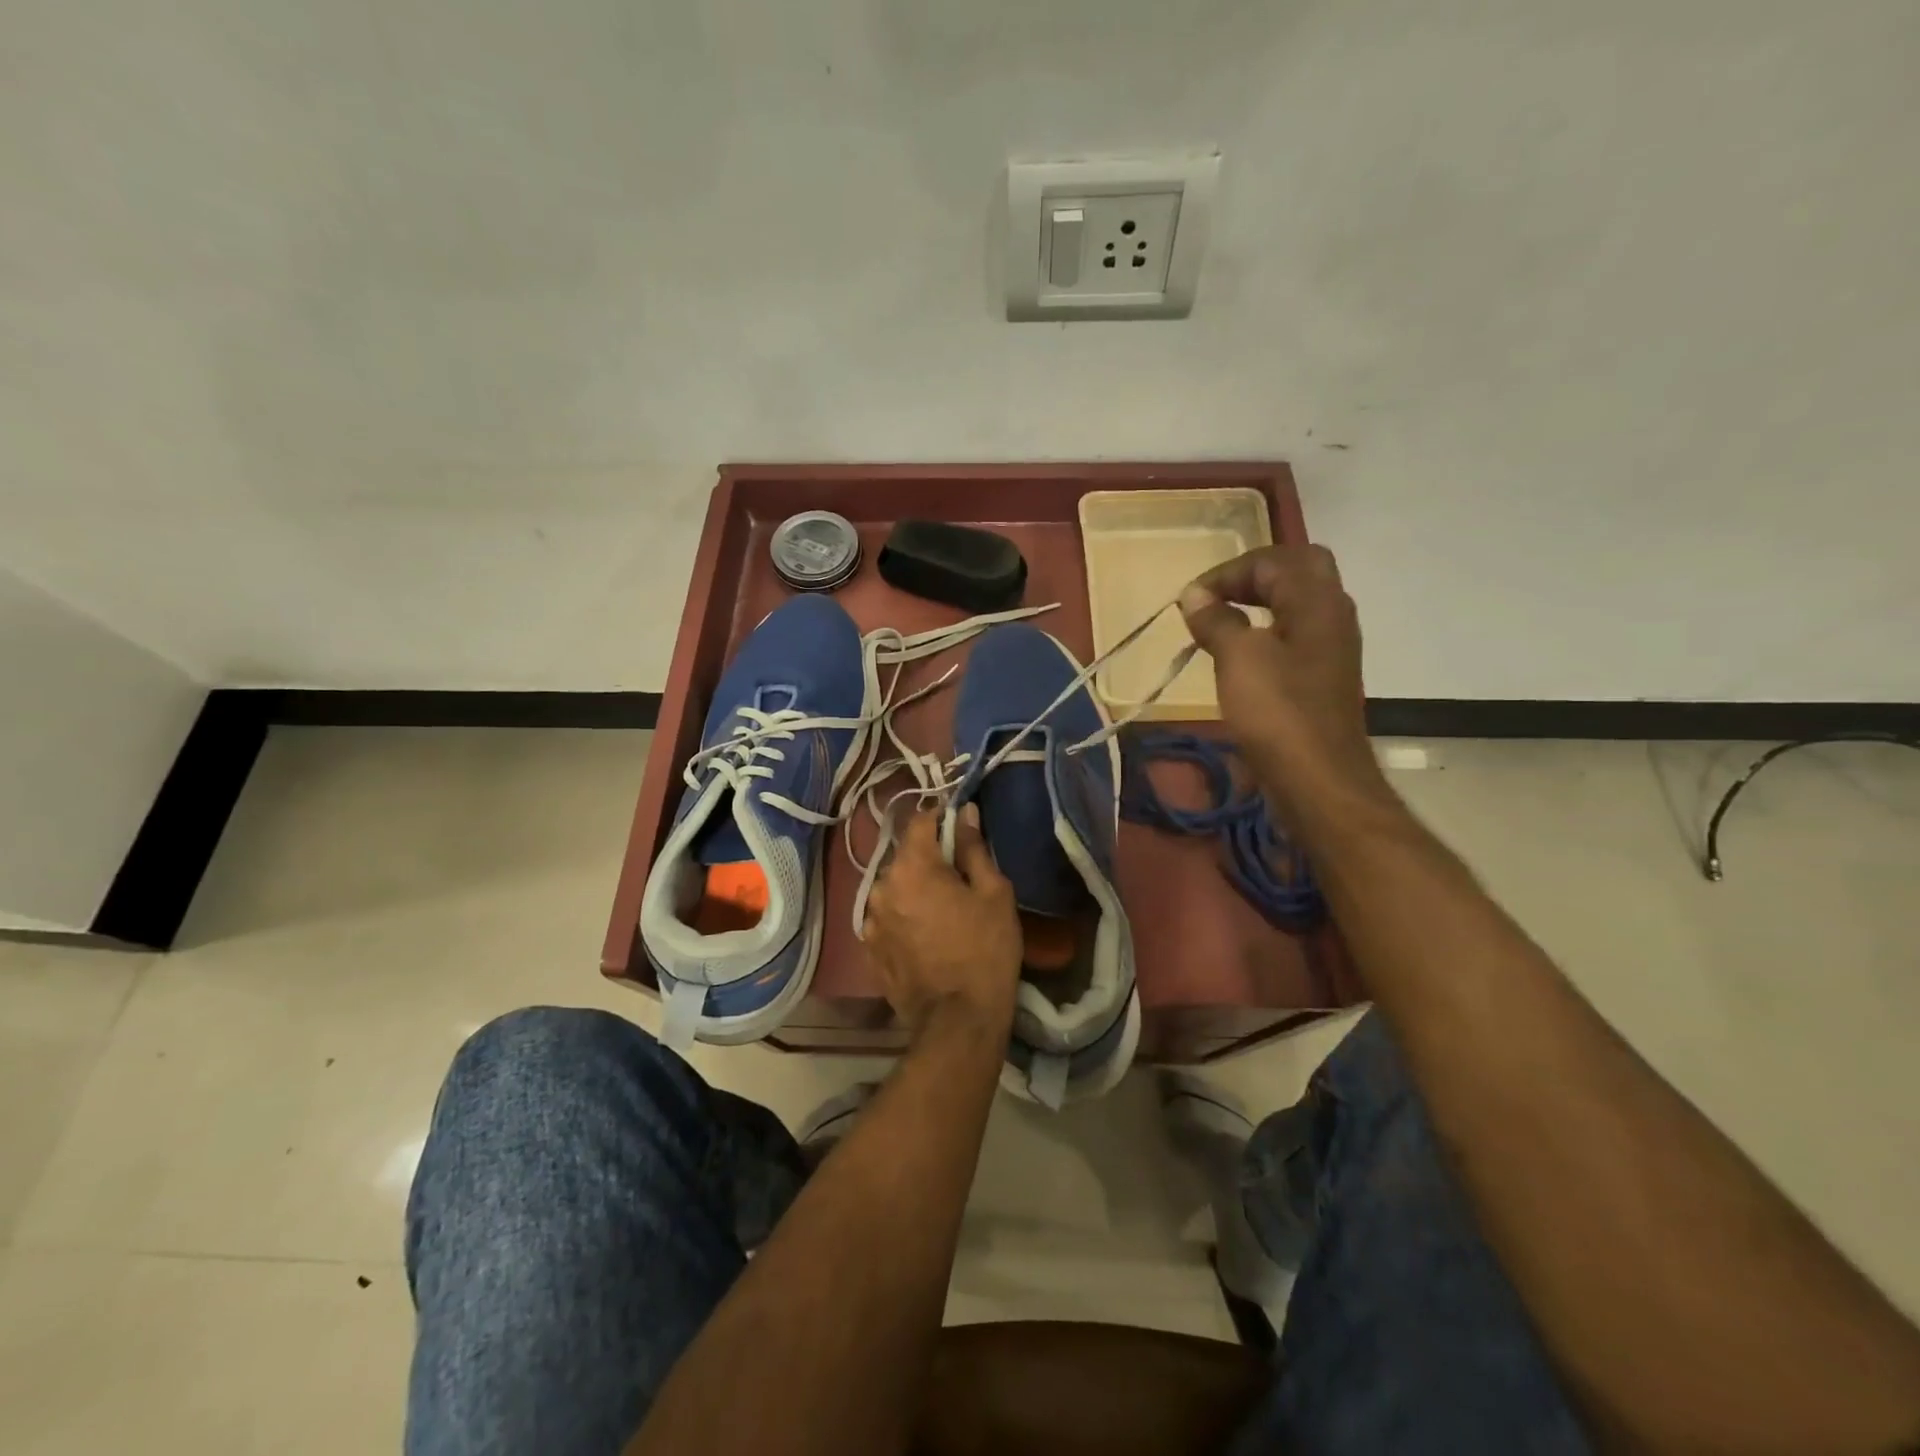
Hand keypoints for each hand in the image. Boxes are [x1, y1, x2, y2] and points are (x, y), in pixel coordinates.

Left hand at [863, 805, 1021, 1039]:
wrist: (958, 1021)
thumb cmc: (985, 950)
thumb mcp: (993, 893)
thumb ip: (974, 848)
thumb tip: (965, 813)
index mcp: (912, 866)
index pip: (920, 821)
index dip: (941, 818)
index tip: (961, 827)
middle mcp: (882, 886)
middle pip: (906, 857)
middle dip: (929, 859)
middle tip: (959, 876)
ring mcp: (870, 920)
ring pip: (895, 888)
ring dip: (914, 890)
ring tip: (942, 911)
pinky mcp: (869, 949)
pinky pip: (887, 918)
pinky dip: (904, 917)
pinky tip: (926, 936)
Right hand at [1179, 545, 1391, 825]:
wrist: (1318, 778)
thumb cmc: (1277, 713)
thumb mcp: (1238, 659)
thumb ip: (1216, 620)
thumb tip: (1194, 596)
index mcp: (1317, 601)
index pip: (1273, 560)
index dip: (1228, 572)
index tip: (1191, 600)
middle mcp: (1332, 615)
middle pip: (1298, 570)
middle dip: (1253, 576)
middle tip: (1217, 597)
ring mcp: (1332, 647)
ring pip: (1298, 603)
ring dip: (1260, 603)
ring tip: (1221, 622)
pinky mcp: (1323, 676)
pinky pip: (1295, 634)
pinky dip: (1266, 631)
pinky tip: (1241, 656)